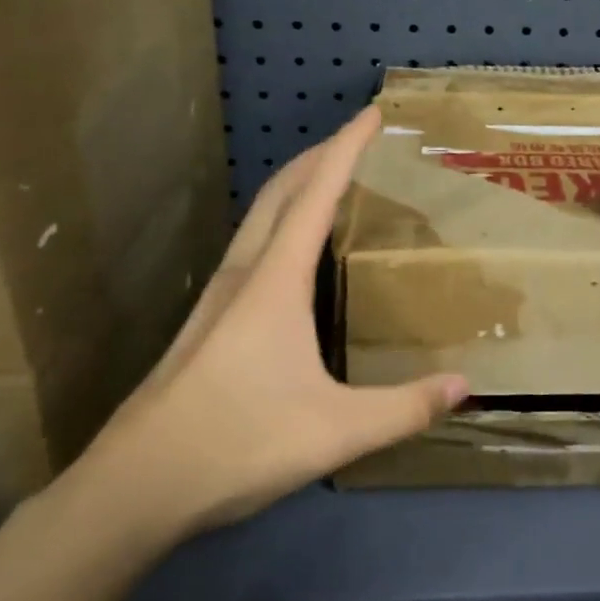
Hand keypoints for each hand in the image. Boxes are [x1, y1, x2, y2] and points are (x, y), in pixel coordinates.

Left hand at [67, 107, 467, 549]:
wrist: (134, 486)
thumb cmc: (237, 443)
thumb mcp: (337, 431)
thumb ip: (405, 409)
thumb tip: (465, 385)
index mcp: (274, 281)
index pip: (316, 194)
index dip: (346, 148)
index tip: (371, 114)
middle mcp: (244, 274)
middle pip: (282, 191)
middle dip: (320, 155)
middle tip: (358, 139)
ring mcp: (218, 296)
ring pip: (260, 217)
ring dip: (296, 185)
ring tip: (330, 181)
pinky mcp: (208, 320)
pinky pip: (251, 245)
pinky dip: (279, 221)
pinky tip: (290, 252)